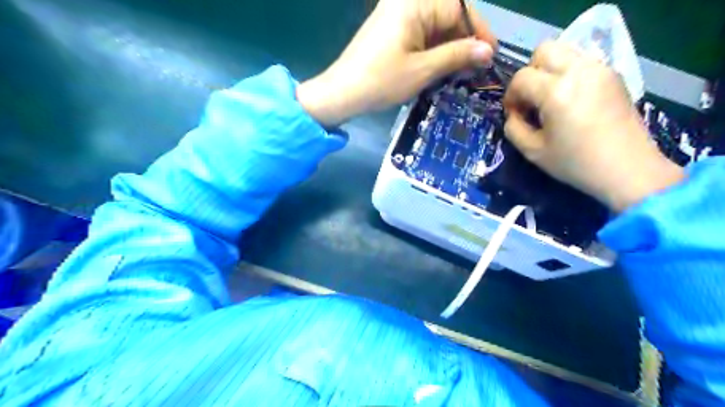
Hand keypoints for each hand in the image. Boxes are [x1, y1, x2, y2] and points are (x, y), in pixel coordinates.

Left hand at [295, 0, 492, 126]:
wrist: (342, 94)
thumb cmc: (381, 82)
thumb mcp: (423, 70)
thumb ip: (457, 56)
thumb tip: (488, 51)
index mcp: (414, 4)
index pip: (458, 9)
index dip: (478, 32)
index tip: (490, 55)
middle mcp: (405, 3)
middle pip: (446, 17)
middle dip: (463, 42)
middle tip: (476, 68)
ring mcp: (395, 16)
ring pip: (434, 28)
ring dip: (449, 49)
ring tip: (461, 73)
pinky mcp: (390, 31)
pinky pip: (420, 36)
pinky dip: (432, 51)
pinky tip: (440, 69)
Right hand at [503, 41, 683, 212]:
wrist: (627, 169)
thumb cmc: (575, 163)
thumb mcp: (532, 151)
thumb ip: (513, 127)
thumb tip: (513, 114)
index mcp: (556, 92)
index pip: (521, 78)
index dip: (511, 96)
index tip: (514, 115)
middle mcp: (579, 71)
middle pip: (544, 51)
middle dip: (530, 74)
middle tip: (531, 99)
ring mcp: (600, 70)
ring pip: (564, 52)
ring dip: (549, 72)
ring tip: (550, 99)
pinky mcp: (614, 75)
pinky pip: (582, 62)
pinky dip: (568, 74)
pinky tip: (570, 100)